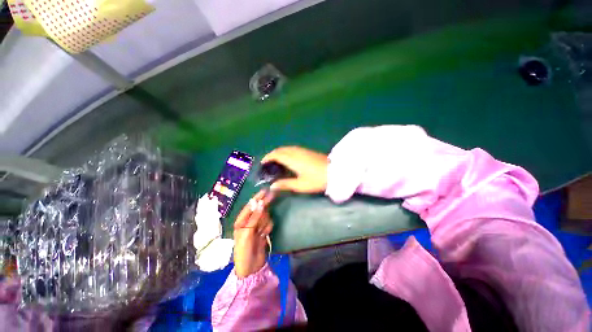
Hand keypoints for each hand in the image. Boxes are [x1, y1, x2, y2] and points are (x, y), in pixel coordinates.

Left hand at [233, 190, 274, 277]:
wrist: (250, 269)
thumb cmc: (243, 251)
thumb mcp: (247, 233)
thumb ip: (254, 218)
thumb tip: (261, 204)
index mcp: (241, 221)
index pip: (250, 206)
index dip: (257, 198)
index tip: (265, 191)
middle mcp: (248, 222)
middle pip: (259, 209)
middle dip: (264, 208)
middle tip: (273, 197)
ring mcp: (256, 226)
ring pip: (265, 216)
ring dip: (265, 222)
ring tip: (261, 233)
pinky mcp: (263, 231)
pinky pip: (268, 224)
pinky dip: (267, 228)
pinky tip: (264, 236)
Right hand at [262, 146, 328, 192]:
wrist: (334, 172)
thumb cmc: (317, 180)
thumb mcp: (300, 185)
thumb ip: (285, 184)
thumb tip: (272, 186)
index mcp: (292, 159)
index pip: (276, 155)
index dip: (268, 158)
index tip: (263, 163)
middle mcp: (296, 152)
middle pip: (280, 149)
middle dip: (272, 154)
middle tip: (268, 163)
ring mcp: (302, 150)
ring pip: (286, 148)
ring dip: (279, 153)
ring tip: (276, 162)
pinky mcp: (307, 151)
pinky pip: (292, 149)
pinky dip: (286, 152)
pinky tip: (288, 159)